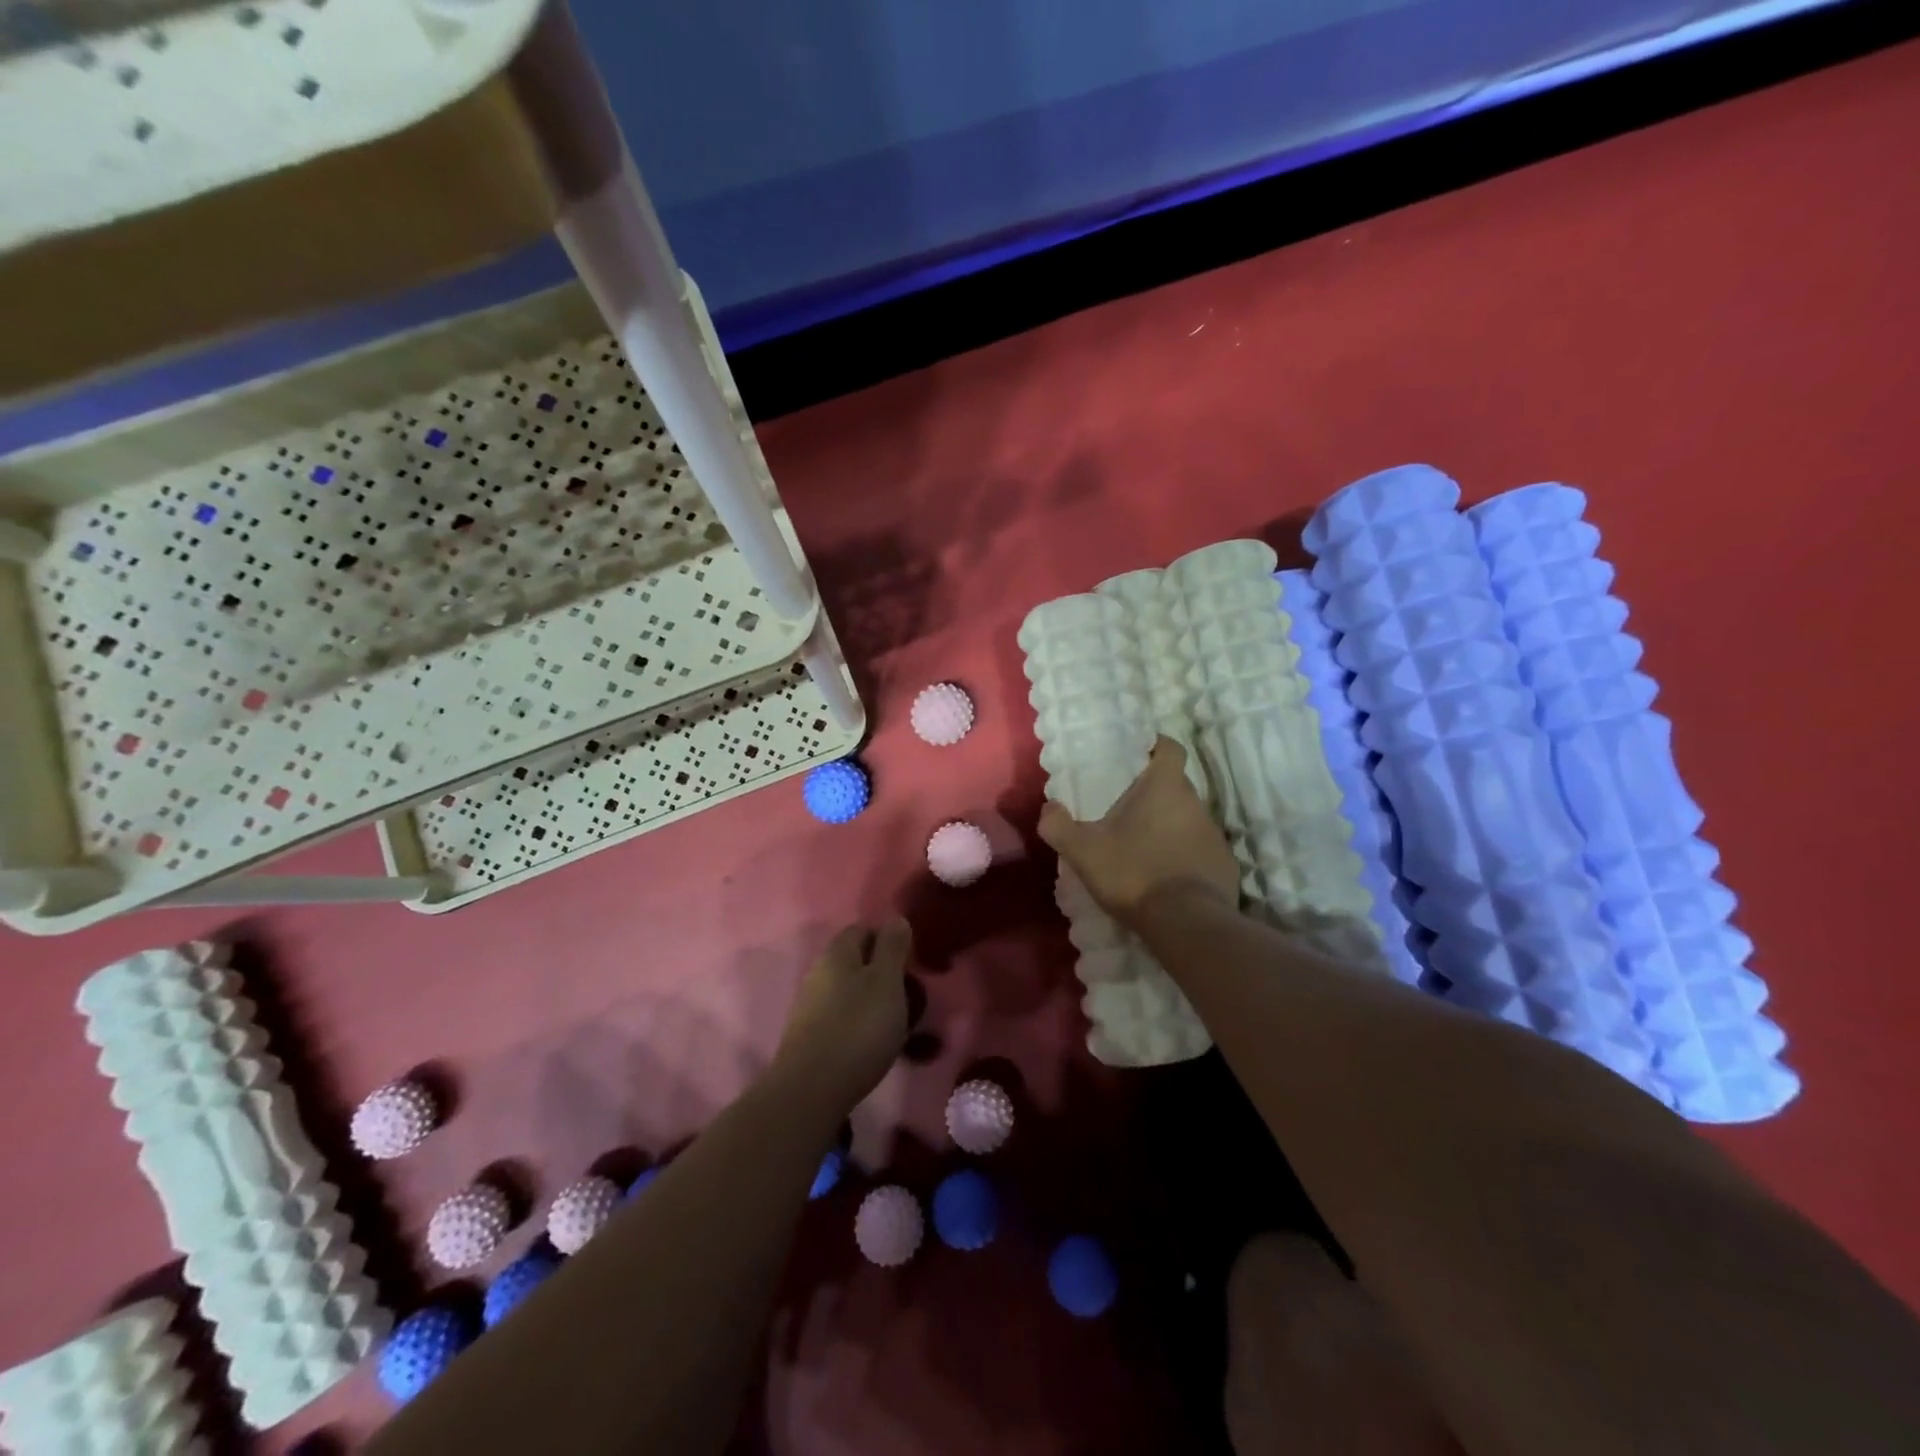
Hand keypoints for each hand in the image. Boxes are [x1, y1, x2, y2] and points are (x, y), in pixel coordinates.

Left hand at [773, 919, 913, 1109]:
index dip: (888, 941)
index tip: (910, 963)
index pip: (863, 930)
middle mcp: (818, 971)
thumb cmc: (858, 1027)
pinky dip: (858, 1024)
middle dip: (882, 974)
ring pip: (848, 991)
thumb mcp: (887, 981)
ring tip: (895, 1025)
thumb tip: (895, 918)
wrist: (811, 1089)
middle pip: (855, 961)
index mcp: (837, 952)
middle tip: (908, 997)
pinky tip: (871, 1044)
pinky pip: (840, 1018)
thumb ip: (892, 947)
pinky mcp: (807, 1036)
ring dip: (871, 1001)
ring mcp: (809, 1005)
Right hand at [1038, 736, 1239, 924]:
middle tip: (1127, 810)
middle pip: (1177, 786)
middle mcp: (1196, 803)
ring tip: (1144, 847)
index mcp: (1165, 787)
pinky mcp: (1225, 866)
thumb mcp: (1083, 850)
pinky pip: (1202, 852)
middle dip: (1155, 793)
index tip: (1138, 757)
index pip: (1171, 748)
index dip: (1156, 747)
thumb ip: (1058, 825)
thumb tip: (1049, 808)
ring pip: (1189, 819)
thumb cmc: (1133, 873)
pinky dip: (1186, 858)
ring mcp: (1215, 835)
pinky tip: (1167, 878)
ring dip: (1170, 827)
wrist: (1186, 924)